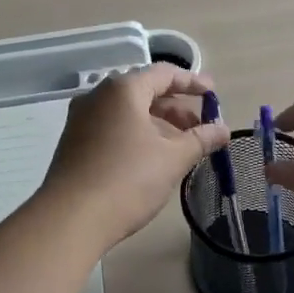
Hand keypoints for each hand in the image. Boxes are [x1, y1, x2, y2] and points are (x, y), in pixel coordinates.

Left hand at [39, 64, 230, 249]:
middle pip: (144, 91)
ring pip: (128, 112)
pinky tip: (153, 158)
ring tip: (182, 147)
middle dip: (176, 108)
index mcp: (122, 89)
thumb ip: (201, 139)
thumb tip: (223, 130)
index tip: (213, 93)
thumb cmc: (127, 180)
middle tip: (201, 128)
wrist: (70, 219)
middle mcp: (98, 96)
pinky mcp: (74, 142)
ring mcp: (82, 119)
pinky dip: (137, 134)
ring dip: (158, 124)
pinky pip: (113, 127)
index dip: (192, 82)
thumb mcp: (172, 159)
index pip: (163, 74)